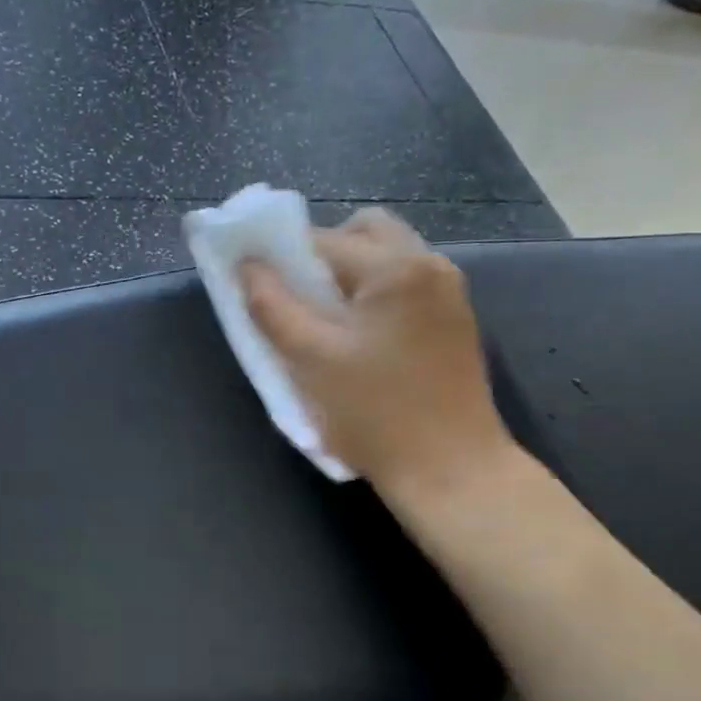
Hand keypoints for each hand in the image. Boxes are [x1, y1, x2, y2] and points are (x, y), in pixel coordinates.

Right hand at [240, 209, 514, 503]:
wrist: (450, 469)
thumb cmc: (374, 414)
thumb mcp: (310, 359)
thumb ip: (272, 306)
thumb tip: (246, 266)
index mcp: (395, 268)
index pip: (322, 239)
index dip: (280, 255)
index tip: (255, 281)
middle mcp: (429, 265)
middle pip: (364, 231)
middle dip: (322, 254)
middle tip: (296, 297)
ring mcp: (449, 292)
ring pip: (386, 256)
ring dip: (348, 273)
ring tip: (323, 320)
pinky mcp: (454, 319)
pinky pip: (404, 283)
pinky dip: (372, 293)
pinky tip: (356, 336)